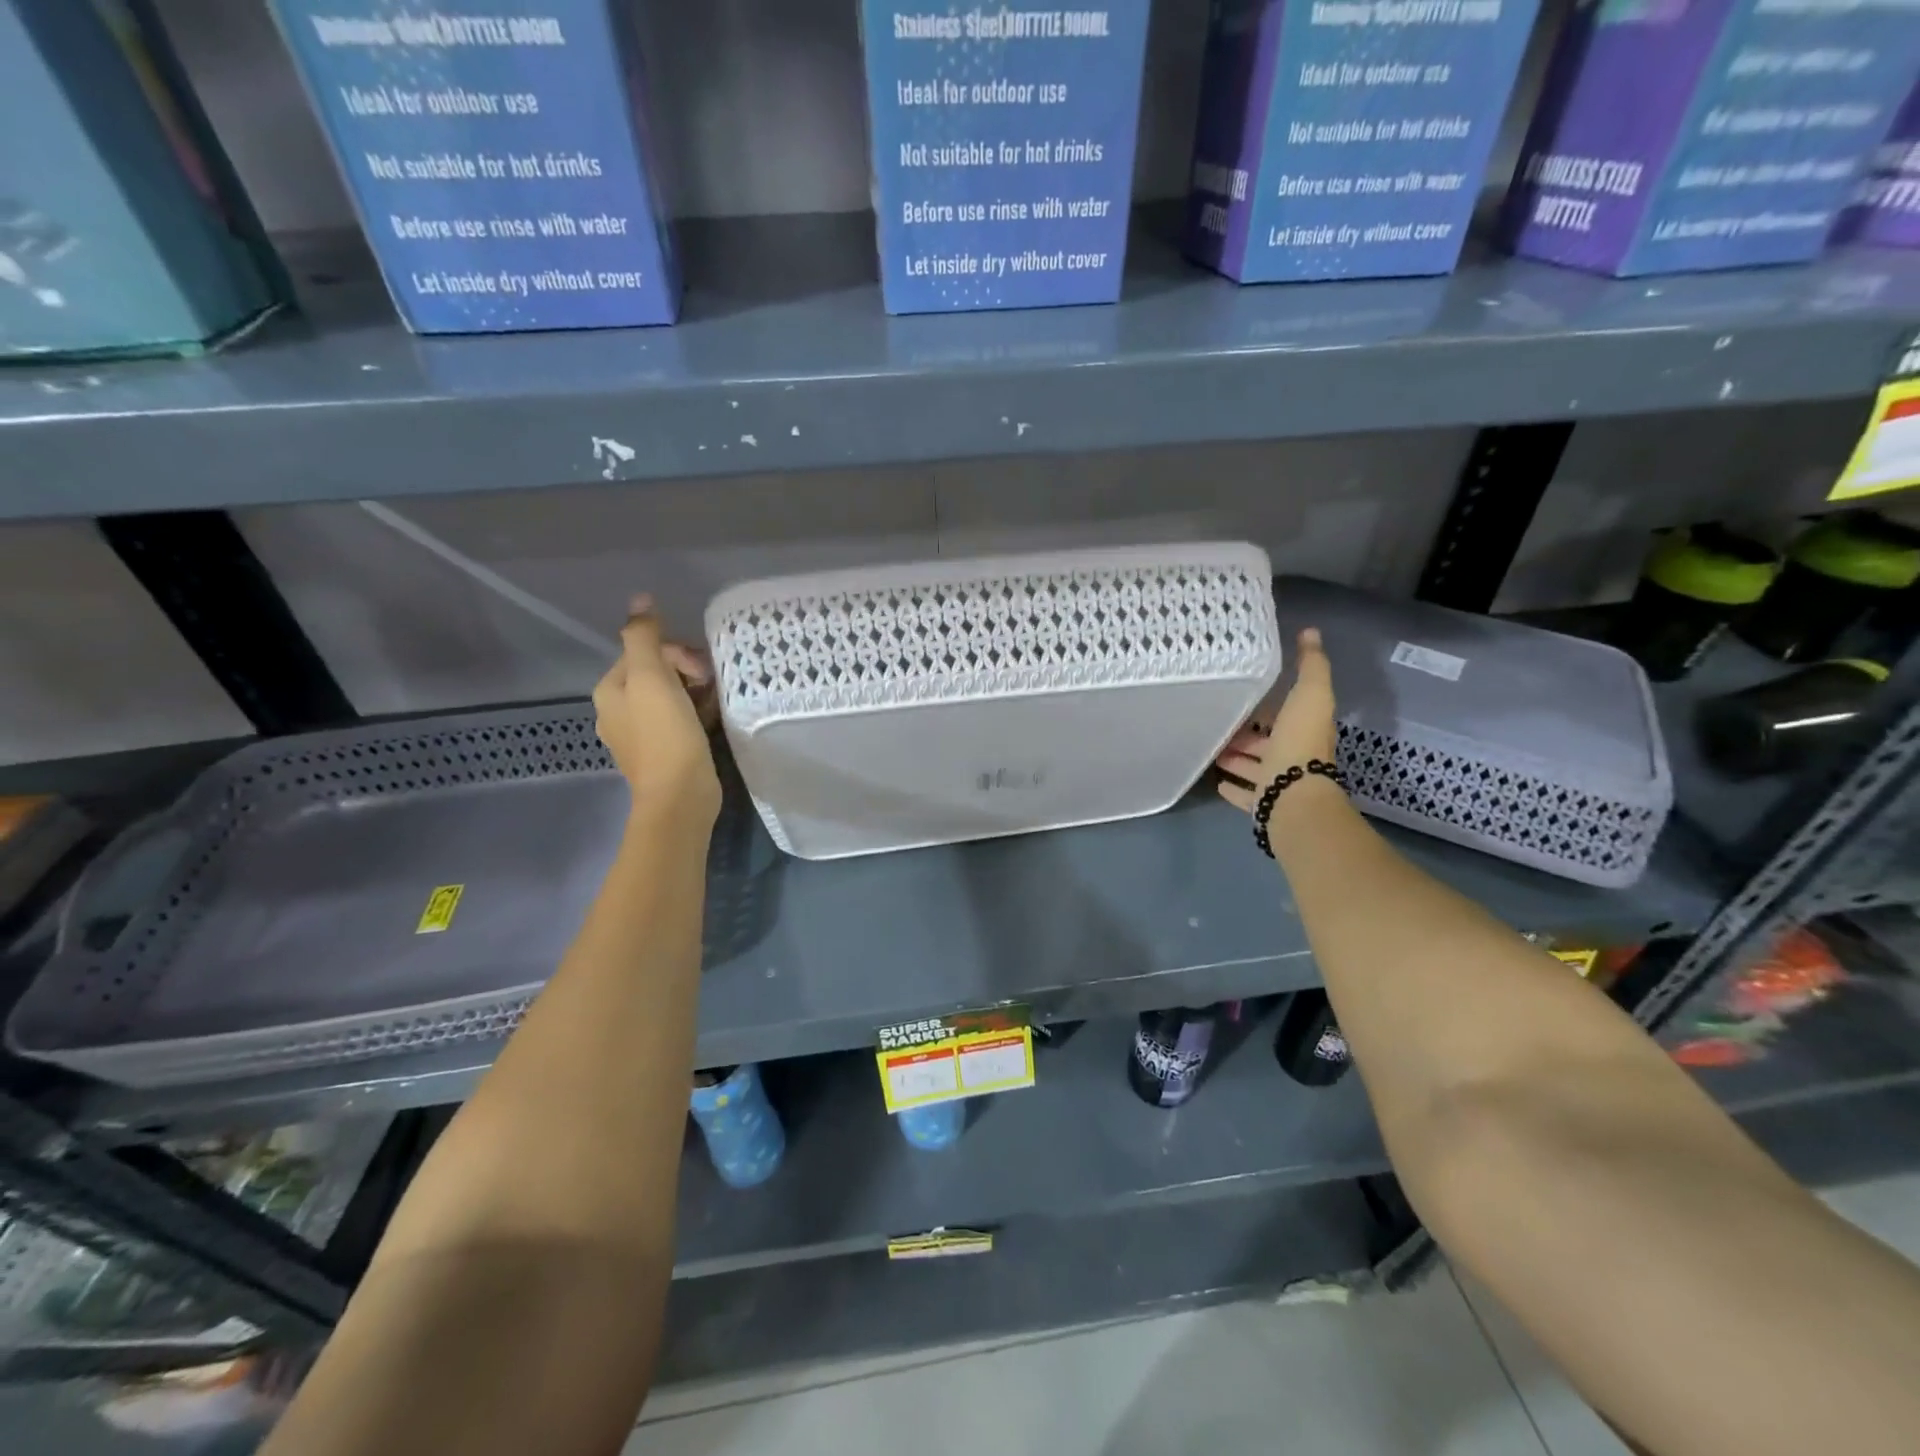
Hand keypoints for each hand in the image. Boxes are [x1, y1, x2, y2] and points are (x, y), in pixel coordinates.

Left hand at [593, 595, 720, 821]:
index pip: (644, 652)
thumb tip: (640, 599)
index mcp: (610, 690)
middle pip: (657, 673)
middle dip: (687, 671)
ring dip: (695, 692)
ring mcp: (640, 735)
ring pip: (671, 696)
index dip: (677, 653)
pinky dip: (697, 713)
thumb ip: (644, 636)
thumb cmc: (665, 734)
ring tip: (717, 700)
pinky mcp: (664, 752)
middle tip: (711, 684)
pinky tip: (714, 718)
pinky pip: (680, 720)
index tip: (702, 670)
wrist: (680, 795)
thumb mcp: (652, 677)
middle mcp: (618, 711)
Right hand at [1216, 628, 1337, 811]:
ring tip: (1213, 750)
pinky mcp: (1264, 803)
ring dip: (1237, 758)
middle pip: (1268, 742)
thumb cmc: (1300, 742)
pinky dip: (1233, 788)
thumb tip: (1311, 632)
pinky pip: (1246, 795)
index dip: (1271, 706)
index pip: (1288, 714)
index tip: (1248, 695)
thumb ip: (1310, 665)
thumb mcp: (1309, 694)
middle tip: (1222, 724)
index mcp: (1306, 729)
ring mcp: (1279, 782)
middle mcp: (1295, 756)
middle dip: (1248, 734)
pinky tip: (1218, 782)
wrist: (1292, 795)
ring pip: (1255, 767)